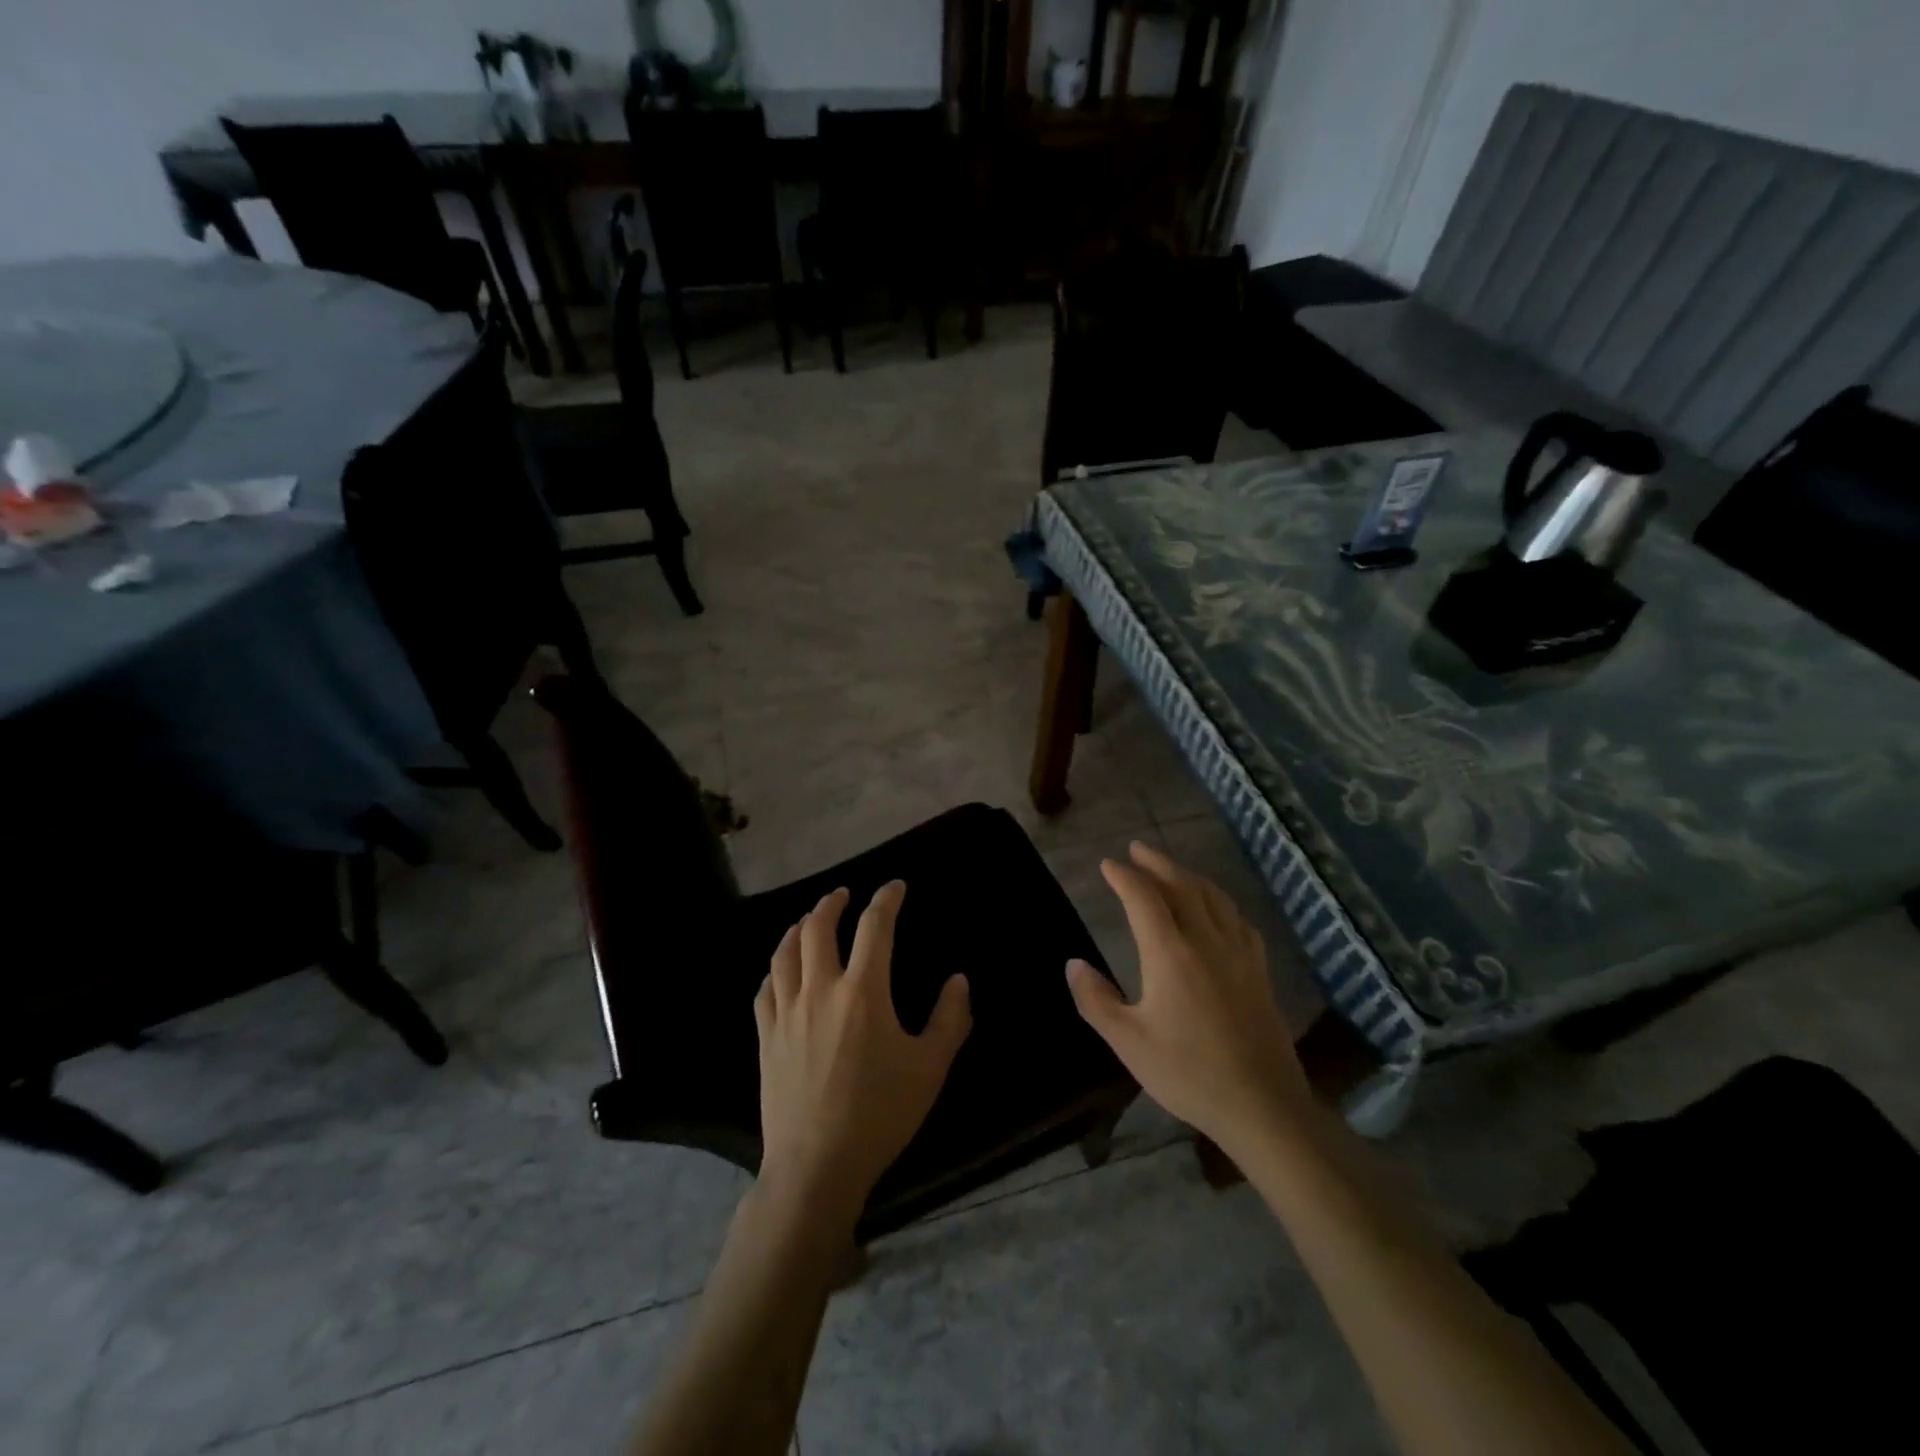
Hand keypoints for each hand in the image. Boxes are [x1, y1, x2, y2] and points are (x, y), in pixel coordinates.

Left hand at [753, 882, 972, 1233]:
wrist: (817, 1165)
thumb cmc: (880, 1114)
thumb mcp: (930, 1068)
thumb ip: (950, 1019)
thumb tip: (958, 980)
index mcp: (862, 992)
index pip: (874, 927)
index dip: (886, 899)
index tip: (895, 886)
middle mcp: (820, 990)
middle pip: (817, 928)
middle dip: (831, 903)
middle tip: (843, 895)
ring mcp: (787, 1012)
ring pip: (785, 952)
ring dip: (799, 928)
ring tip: (810, 921)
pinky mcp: (766, 1037)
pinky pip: (766, 988)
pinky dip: (776, 968)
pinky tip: (781, 970)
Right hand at [1066, 842, 1308, 1155]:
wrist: (1263, 1106)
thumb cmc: (1188, 1073)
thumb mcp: (1128, 1042)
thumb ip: (1096, 1000)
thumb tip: (1073, 964)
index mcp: (1170, 953)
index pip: (1143, 898)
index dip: (1124, 876)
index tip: (1107, 864)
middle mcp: (1206, 941)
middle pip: (1181, 886)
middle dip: (1156, 864)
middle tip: (1136, 849)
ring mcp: (1238, 953)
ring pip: (1213, 897)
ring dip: (1188, 875)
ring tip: (1171, 869)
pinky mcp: (1258, 971)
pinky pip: (1237, 919)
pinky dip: (1219, 901)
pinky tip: (1217, 909)